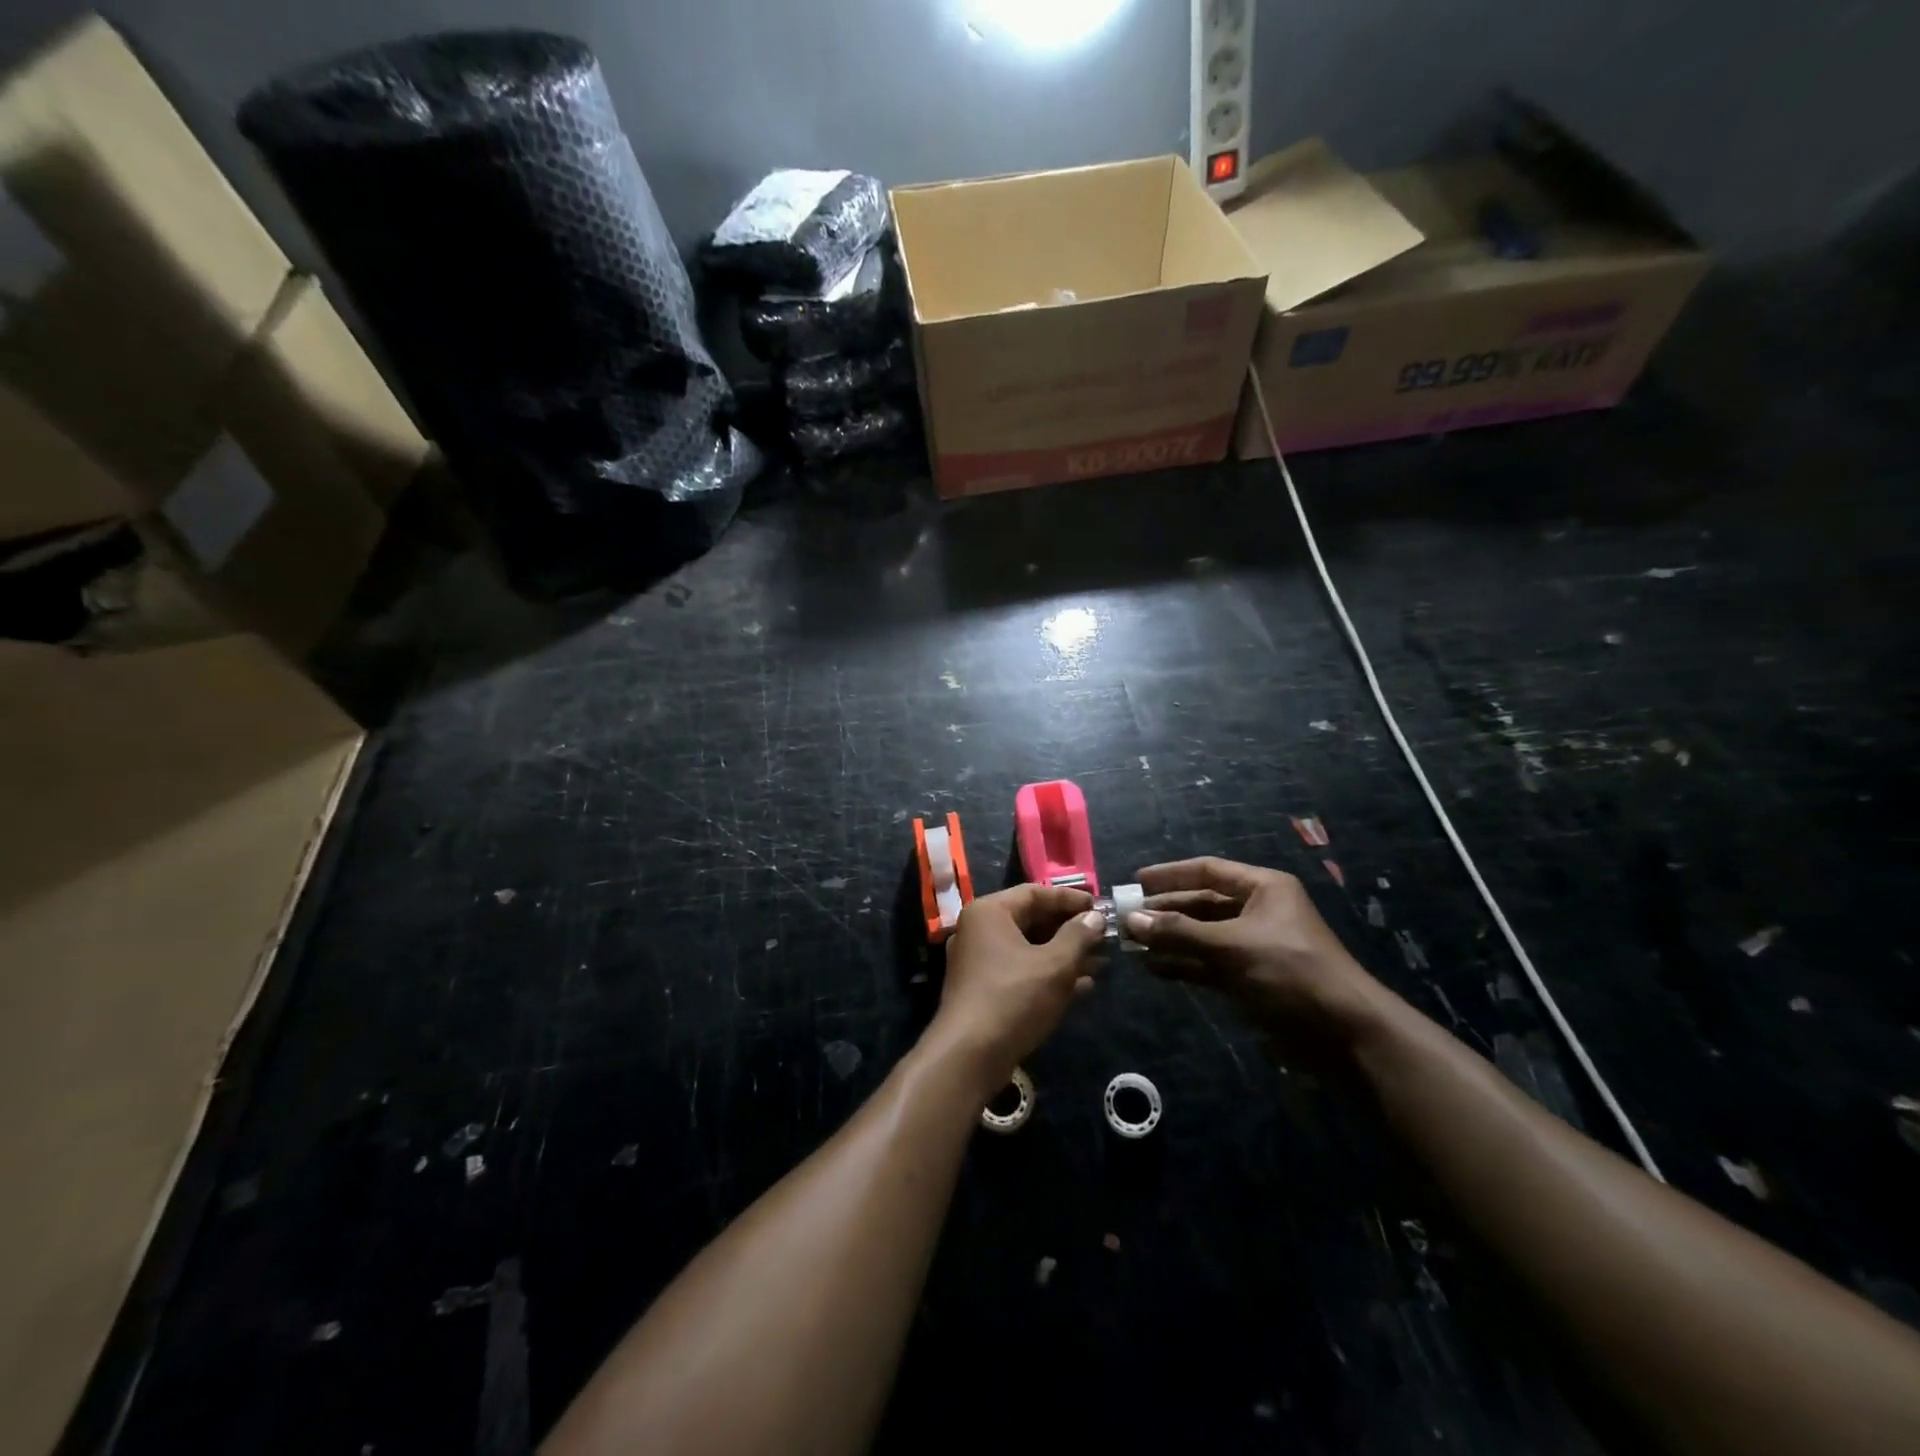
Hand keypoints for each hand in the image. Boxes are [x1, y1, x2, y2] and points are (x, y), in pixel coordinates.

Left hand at [929, 884, 1105, 1097]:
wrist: (969, 1056)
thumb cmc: (1013, 998)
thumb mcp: (1054, 965)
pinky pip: (1023, 970)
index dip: (1070, 899)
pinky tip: (1083, 986)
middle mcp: (980, 930)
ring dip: (1065, 954)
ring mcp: (980, 960)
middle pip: (1032, 919)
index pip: (1035, 893)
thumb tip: (1095, 917)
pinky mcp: (986, 988)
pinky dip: (1050, 974)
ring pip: (1030, 948)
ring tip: (1102, 963)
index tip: (1101, 908)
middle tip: (1105, 936)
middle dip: (1070, 929)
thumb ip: (1078, 936)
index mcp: (990, 912)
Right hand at [1125, 857, 1384, 1049]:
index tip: (1135, 882)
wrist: (1343, 1033)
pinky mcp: (1250, 978)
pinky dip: (1183, 964)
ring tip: (1131, 944)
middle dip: (1165, 912)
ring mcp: (1253, 946)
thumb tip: (1131, 920)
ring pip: (1202, 935)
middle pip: (1201, 903)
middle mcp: (1257, 911)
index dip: (1171, 875)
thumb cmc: (1290, 971)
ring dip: (1170, 939)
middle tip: (1126, 918)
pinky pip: (1208, 963)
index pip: (1208, 871)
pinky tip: (1154, 968)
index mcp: (1263, 889)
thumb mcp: (1232, 946)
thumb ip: (1180, 932)